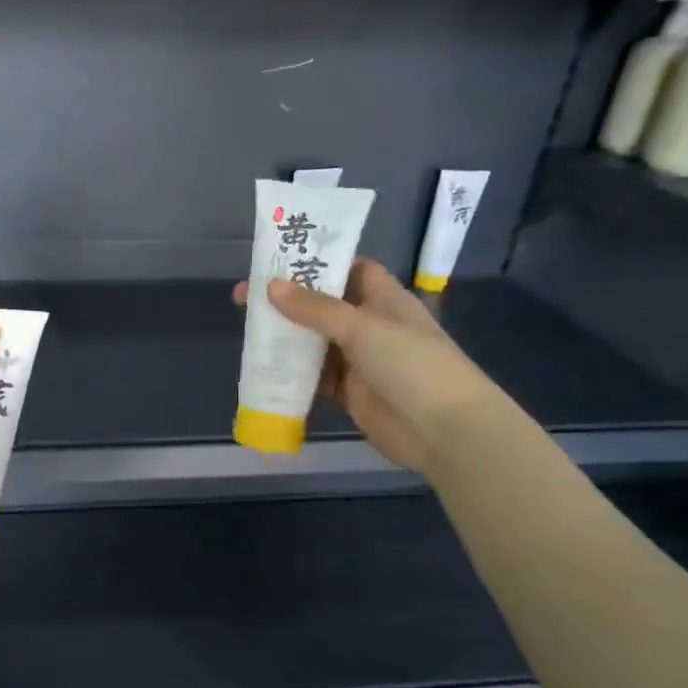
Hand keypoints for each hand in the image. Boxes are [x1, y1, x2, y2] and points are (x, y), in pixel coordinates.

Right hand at [233, 258, 508, 473]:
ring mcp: (359, 360)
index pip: (350, 269)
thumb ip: (315, 308)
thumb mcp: (362, 327)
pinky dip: (291, 372)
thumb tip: (270, 286)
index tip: (279, 257)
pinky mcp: (349, 392)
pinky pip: (314, 376)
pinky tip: (262, 365)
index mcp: (384, 299)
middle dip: (288, 300)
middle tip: (244, 295)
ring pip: (314, 341)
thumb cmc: (411, 364)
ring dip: (285, 336)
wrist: (443, 430)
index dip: (318, 261)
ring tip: (246, 326)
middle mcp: (370, 325)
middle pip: (323, 305)